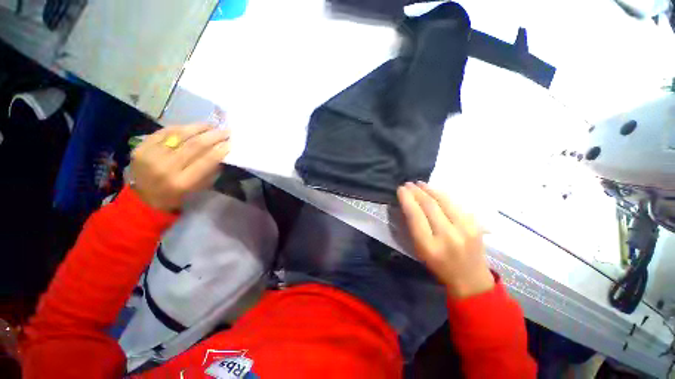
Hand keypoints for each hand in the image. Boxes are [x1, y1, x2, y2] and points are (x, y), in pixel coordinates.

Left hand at [130, 123, 230, 211]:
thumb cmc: (176, 196)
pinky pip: (164, 132)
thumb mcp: (196, 188)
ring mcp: (150, 156)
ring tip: (211, 126)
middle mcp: (165, 167)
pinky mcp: (141, 147)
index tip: (231, 143)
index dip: (220, 150)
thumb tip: (221, 151)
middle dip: (213, 136)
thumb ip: (208, 171)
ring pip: (179, 135)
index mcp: (181, 182)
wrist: (143, 197)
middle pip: (194, 145)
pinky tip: (192, 127)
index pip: (205, 161)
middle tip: (225, 131)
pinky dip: (181, 128)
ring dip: (198, 128)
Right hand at [397, 182, 493, 298]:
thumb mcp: (419, 250)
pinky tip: (434, 191)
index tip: (400, 189)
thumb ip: (413, 227)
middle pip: (429, 205)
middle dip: (417, 191)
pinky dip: (442, 195)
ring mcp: (464, 229)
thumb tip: (408, 205)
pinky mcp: (475, 224)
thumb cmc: (438, 266)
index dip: (407, 199)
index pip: (415, 215)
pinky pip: (455, 204)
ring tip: (420, 183)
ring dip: (429, 189)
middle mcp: (447, 236)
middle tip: (408, 184)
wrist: (470, 278)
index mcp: (429, 246)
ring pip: (444, 201)